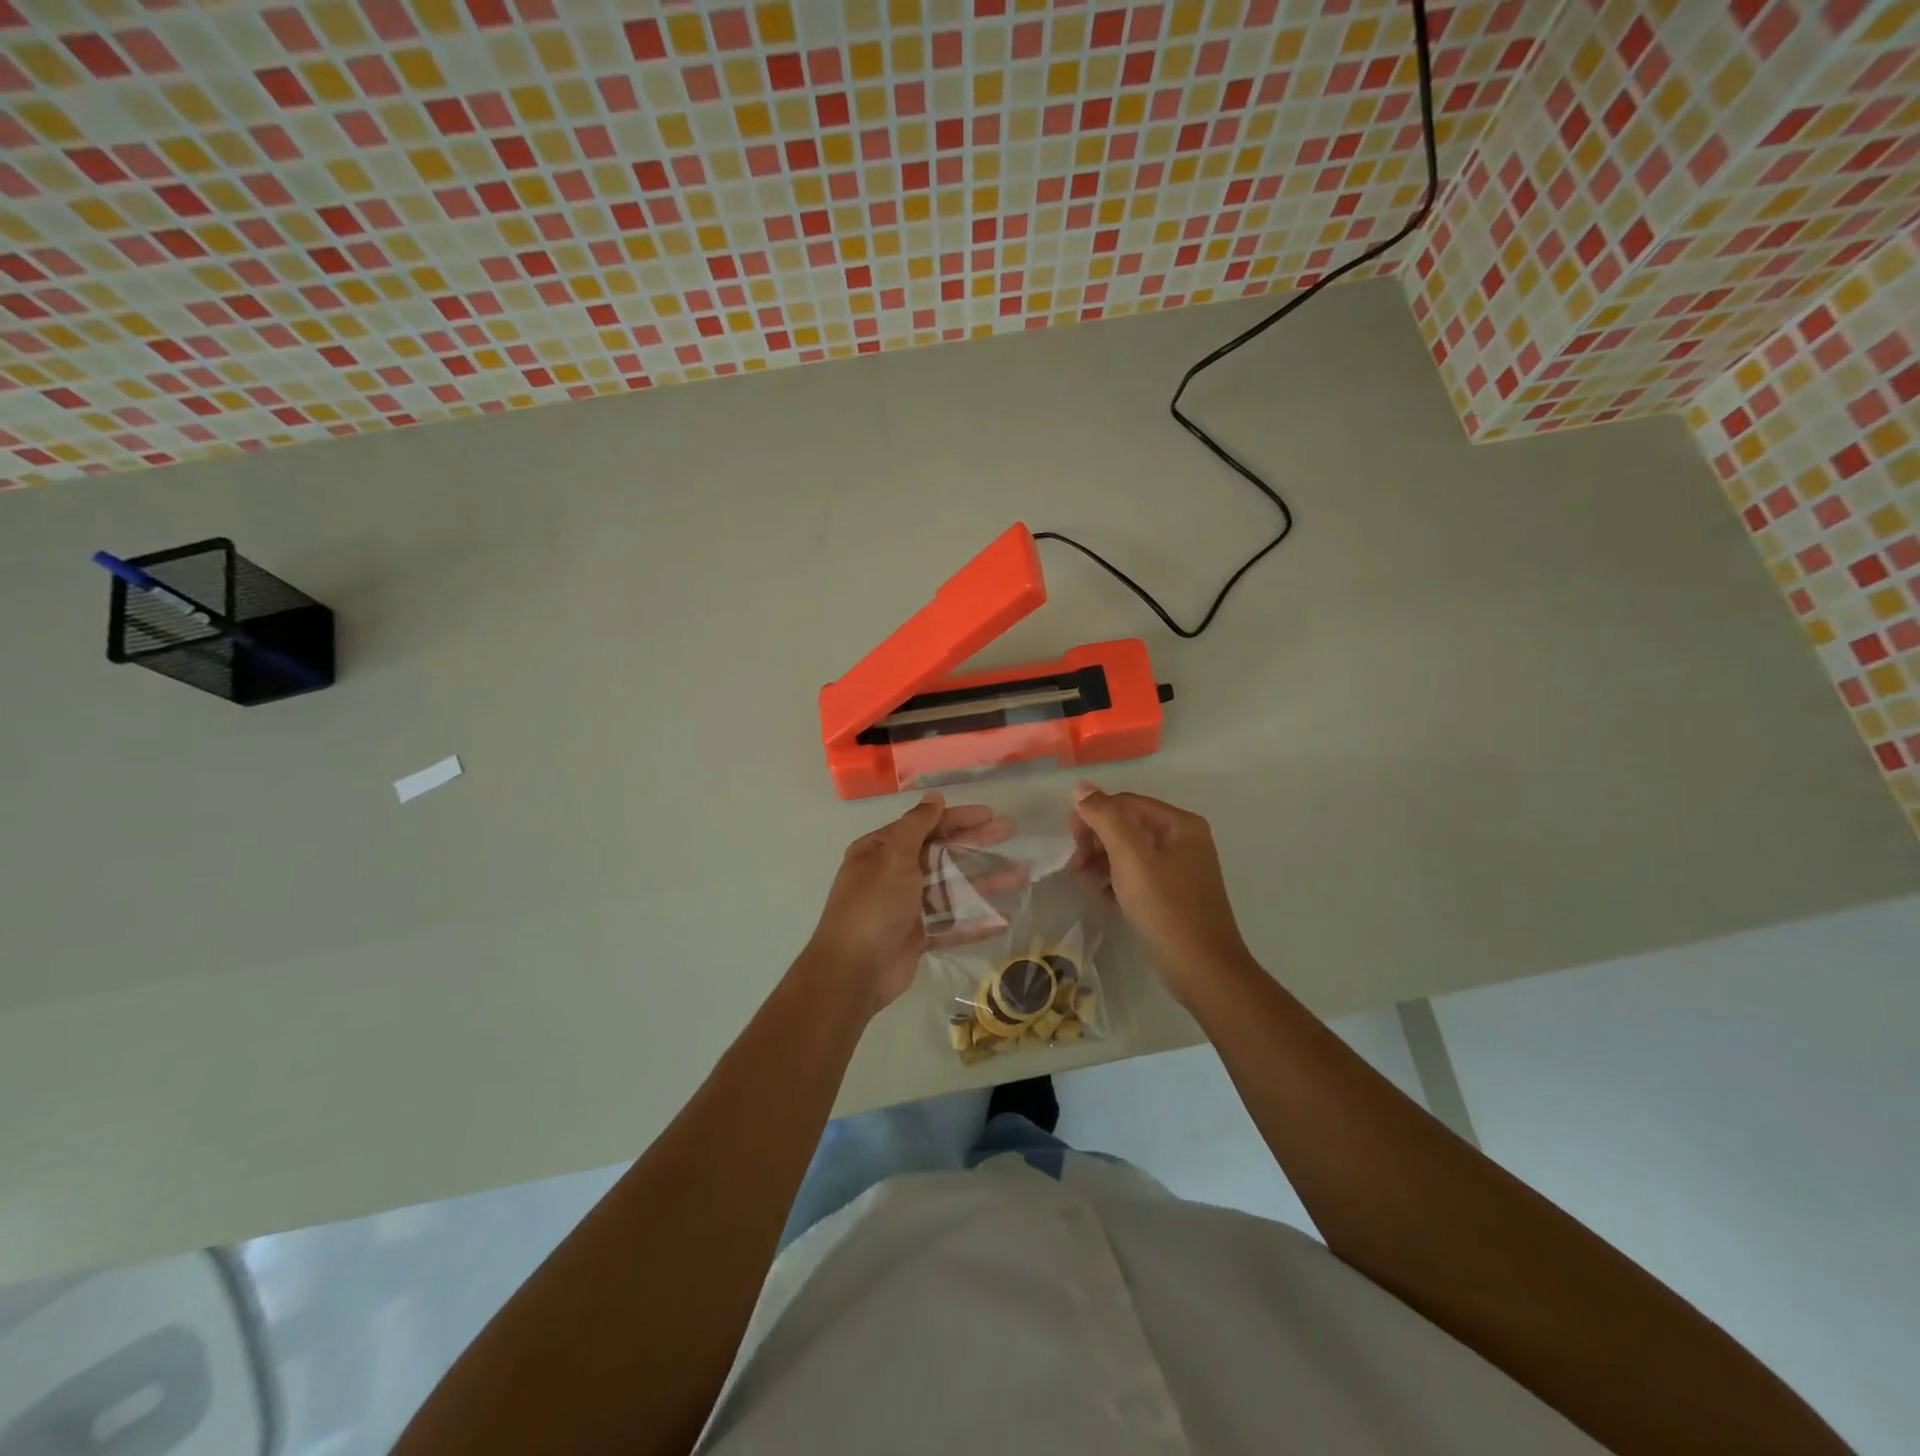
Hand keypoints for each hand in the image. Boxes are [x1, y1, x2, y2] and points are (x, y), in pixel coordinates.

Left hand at [807, 793, 1012, 1014]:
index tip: (989, 813)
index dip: (957, 818)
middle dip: (975, 842)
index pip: (925, 826)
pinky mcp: (918, 936)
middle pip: (941, 853)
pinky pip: (951, 923)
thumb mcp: (893, 857)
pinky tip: (1002, 918)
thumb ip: (916, 826)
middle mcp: (893, 874)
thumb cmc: (873, 906)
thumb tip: (933, 796)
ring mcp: (907, 906)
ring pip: (951, 888)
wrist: (853, 972)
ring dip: (983, 880)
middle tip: (1009, 831)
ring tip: (1018, 875)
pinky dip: (975, 921)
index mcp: (881, 851)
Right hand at [1070, 782, 1252, 1005]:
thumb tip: (1082, 787)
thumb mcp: (1130, 856)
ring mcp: (1180, 869)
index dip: (1094, 815)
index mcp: (1180, 824)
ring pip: (1130, 853)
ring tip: (1083, 882)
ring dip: (1101, 862)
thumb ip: (1105, 817)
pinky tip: (1101, 897)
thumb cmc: (1165, 906)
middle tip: (1075, 864)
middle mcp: (1184, 840)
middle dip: (1097, 841)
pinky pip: (1137, 876)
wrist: (1201, 968)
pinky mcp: (1173, 895)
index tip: (1070, 840)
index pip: (1127, 803)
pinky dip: (1116, 881)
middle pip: (1128, 826)